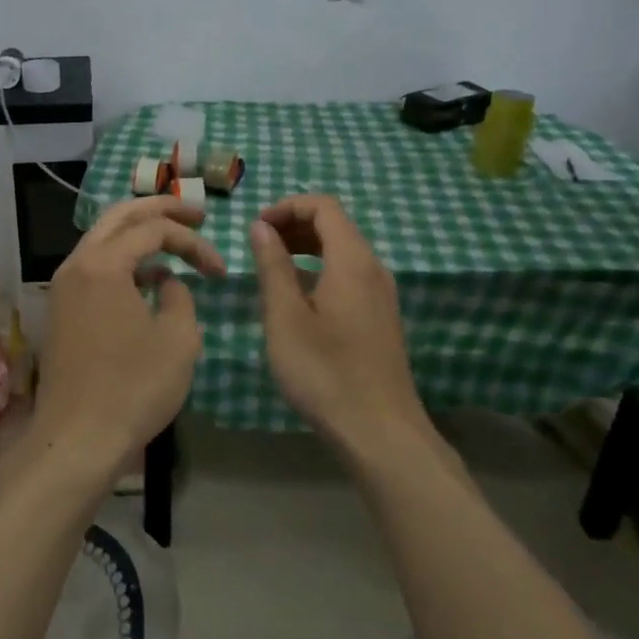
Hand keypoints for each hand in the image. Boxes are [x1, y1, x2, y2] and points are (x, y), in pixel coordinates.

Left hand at [35, 196, 226, 473]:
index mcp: (103, 263)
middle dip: (160, 209)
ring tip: (175, 242)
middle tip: (196, 214)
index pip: (154, 229)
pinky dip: (123, 262)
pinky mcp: (61, 310)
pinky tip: (149, 281)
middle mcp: (76, 264)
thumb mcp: (178, 338)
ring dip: (139, 235)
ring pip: (103, 240)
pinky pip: (94, 267)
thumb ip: (180, 296)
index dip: (193, 241)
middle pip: (120, 217)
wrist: (77, 438)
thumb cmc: (134, 387)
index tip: (220, 270)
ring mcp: (63, 287)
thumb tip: (167, 283)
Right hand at [248, 195, 432, 455]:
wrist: (380, 432)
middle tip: (258, 245)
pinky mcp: (381, 318)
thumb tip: (261, 227)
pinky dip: (321, 270)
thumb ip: (272, 266)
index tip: (256, 227)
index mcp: (352, 260)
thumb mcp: (285, 317)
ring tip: (271, 268)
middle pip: (335, 226)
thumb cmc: (325, 372)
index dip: (287, 206)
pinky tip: (298, 299)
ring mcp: (382, 295)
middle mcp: (373, 269)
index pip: (324, 207)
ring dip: (306, 248)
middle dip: (294, 225)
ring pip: (343, 252)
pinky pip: (350, 275)